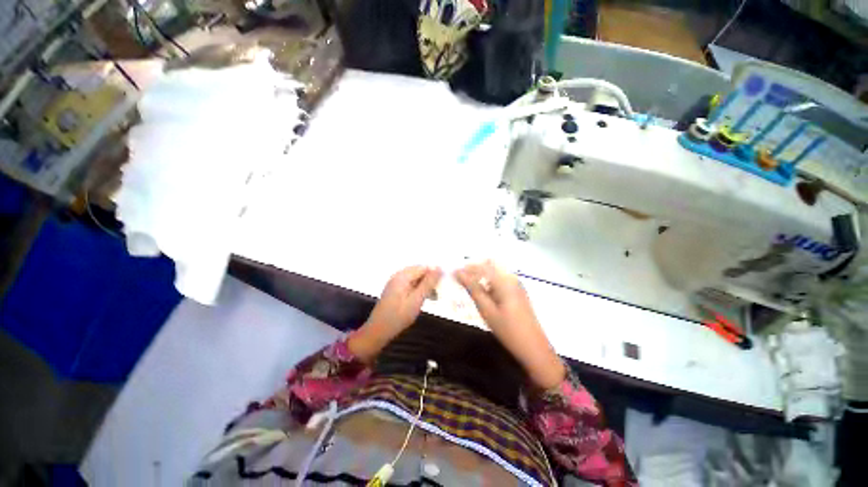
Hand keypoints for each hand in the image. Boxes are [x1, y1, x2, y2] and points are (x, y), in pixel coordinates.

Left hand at [349, 266, 441, 362]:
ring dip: (425, 286)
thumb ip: (428, 283)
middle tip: (439, 292)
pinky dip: (418, 290)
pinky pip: (411, 284)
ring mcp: (396, 282)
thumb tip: (439, 268)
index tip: (444, 284)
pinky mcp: (395, 290)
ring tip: (433, 297)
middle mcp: (398, 275)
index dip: (435, 274)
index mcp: (403, 275)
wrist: (378, 330)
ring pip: (416, 279)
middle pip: (419, 271)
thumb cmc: (399, 316)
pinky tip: (423, 299)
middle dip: (430, 280)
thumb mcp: (417, 299)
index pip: (423, 267)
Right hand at [455, 261, 564, 388]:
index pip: (481, 266)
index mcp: (505, 280)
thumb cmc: (508, 330)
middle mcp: (511, 278)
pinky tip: (481, 293)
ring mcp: (516, 285)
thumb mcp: (487, 310)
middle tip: (459, 280)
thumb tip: (459, 273)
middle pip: (488, 266)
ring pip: (493, 273)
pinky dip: (488, 283)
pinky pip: (499, 281)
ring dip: (480, 277)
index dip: (465, 268)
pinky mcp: (517, 292)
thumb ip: (473, 289)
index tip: (452, 273)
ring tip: (467, 286)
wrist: (534, 349)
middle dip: (472, 270)